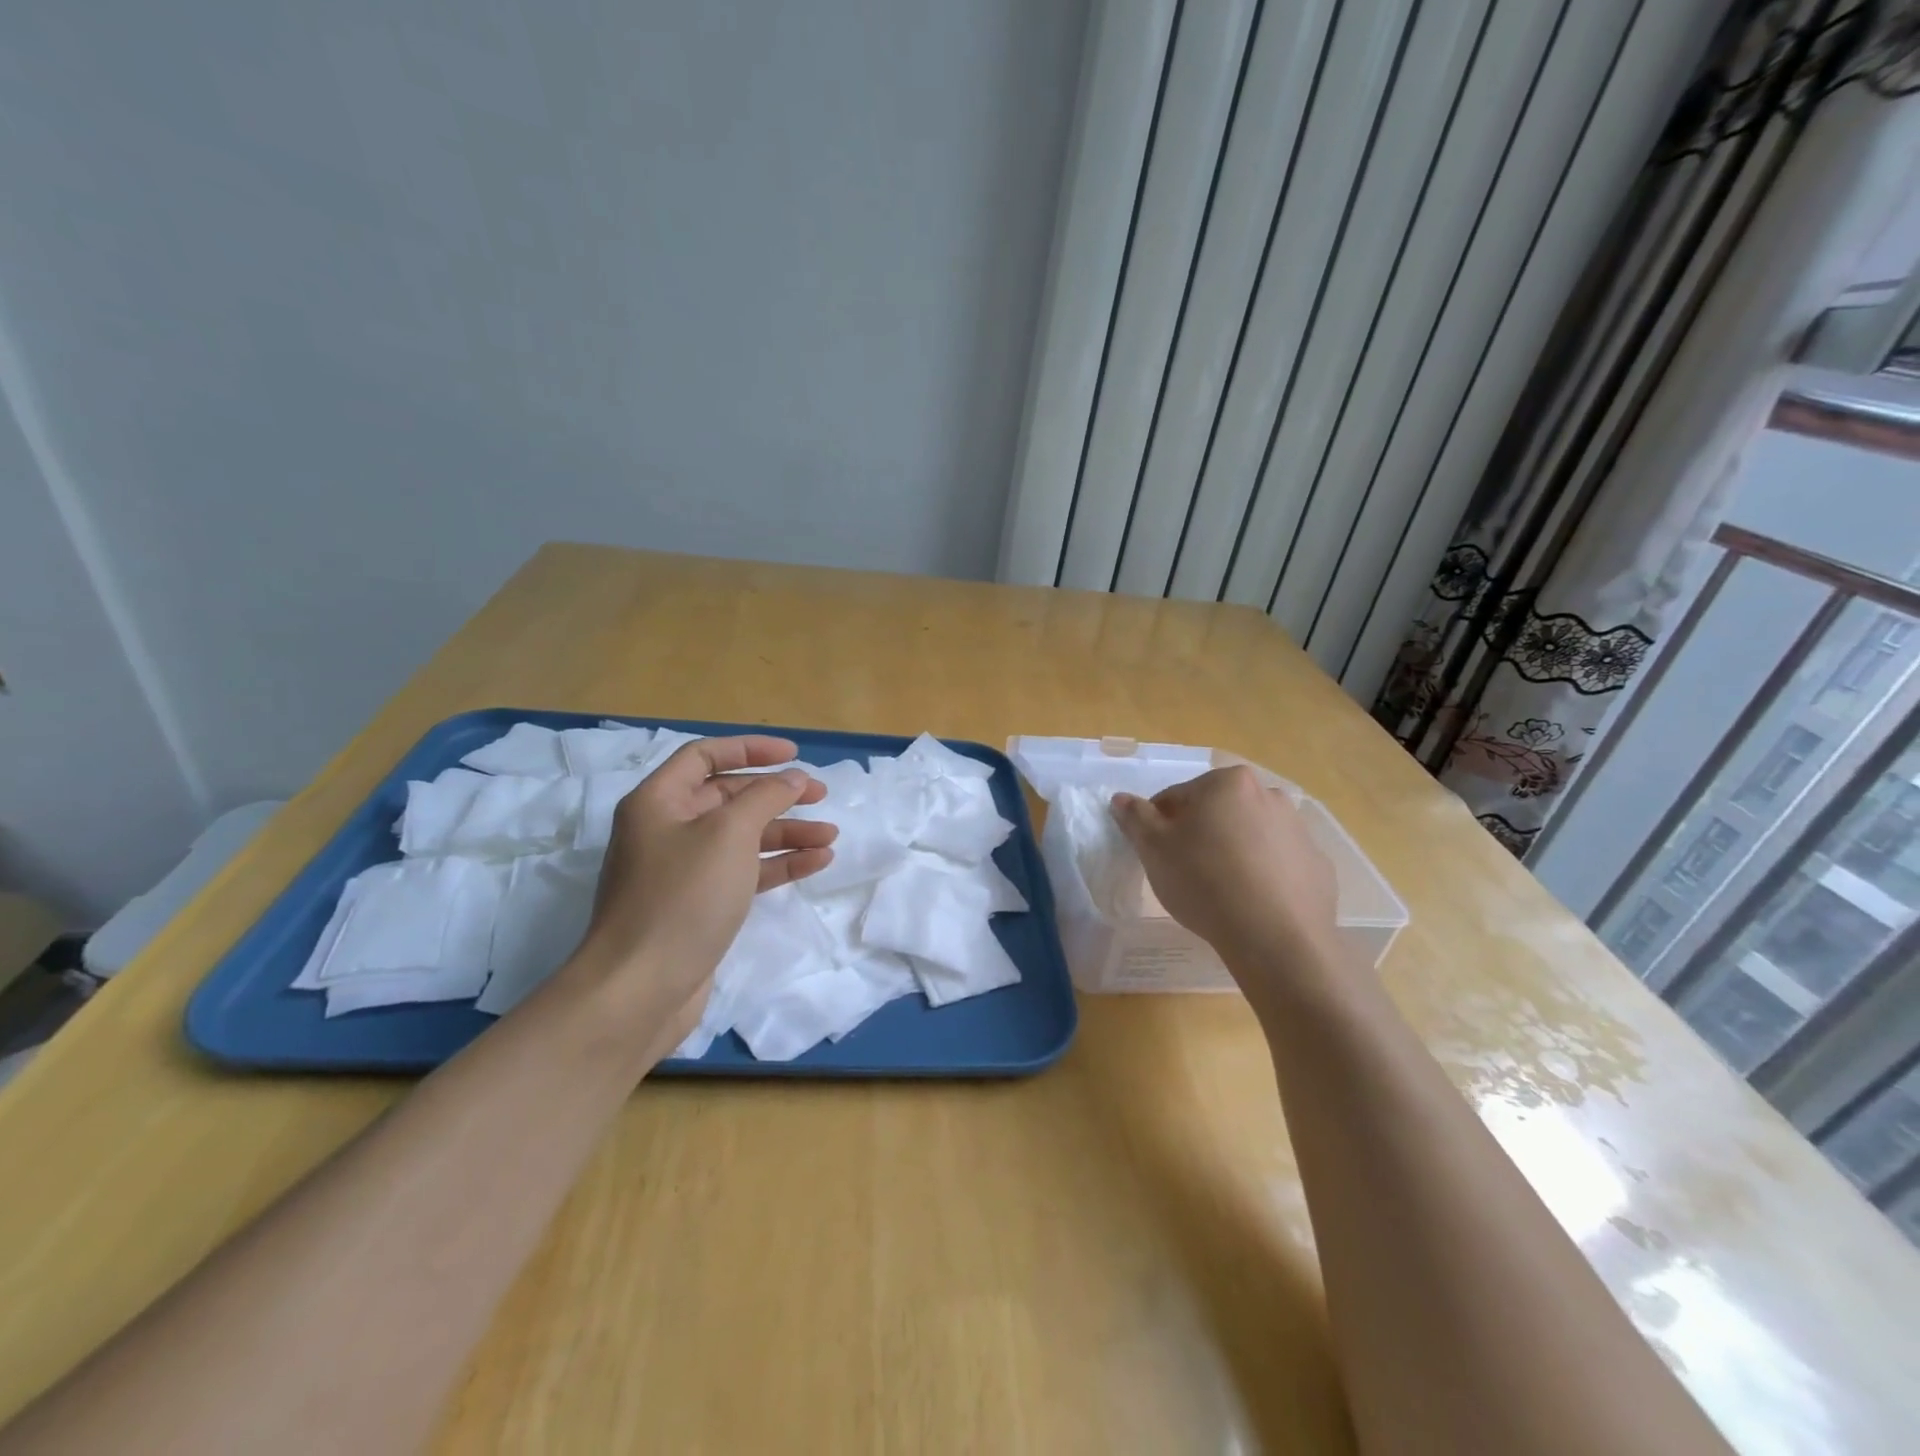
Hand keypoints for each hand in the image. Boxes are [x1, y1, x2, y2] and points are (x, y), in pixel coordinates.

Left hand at [572, 736, 835, 1051]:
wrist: (640, 989)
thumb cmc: (683, 897)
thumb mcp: (728, 834)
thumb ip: (766, 796)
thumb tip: (793, 777)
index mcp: (659, 801)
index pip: (705, 756)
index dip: (750, 749)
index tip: (794, 755)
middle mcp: (667, 829)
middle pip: (728, 797)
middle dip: (777, 794)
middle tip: (821, 795)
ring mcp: (683, 870)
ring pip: (742, 837)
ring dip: (786, 832)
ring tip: (830, 836)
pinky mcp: (700, 905)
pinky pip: (744, 871)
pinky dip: (778, 864)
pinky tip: (815, 862)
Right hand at [1111, 767, 1341, 1011]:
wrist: (1274, 937)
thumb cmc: (1204, 881)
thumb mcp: (1154, 848)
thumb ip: (1135, 817)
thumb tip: (1121, 799)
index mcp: (1228, 783)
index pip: (1177, 796)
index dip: (1159, 824)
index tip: (1155, 853)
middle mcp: (1269, 795)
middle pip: (1218, 812)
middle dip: (1200, 834)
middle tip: (1184, 870)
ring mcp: (1299, 831)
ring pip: (1250, 835)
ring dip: (1232, 851)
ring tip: (1219, 890)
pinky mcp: (1318, 866)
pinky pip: (1278, 864)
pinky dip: (1263, 875)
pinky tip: (1250, 903)